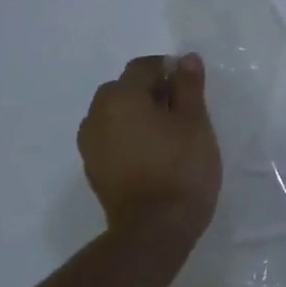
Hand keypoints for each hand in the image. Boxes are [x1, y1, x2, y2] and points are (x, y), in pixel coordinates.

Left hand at [77, 54, 222, 242]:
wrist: (154, 228)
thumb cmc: (182, 166)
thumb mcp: (195, 121)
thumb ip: (189, 86)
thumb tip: (185, 58)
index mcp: (121, 98)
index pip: (142, 67)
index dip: (168, 69)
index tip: (191, 85)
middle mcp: (97, 116)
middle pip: (123, 89)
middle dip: (150, 90)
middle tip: (183, 109)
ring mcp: (90, 145)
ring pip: (114, 114)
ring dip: (137, 113)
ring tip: (168, 132)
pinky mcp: (94, 168)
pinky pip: (111, 137)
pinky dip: (129, 135)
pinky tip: (154, 153)